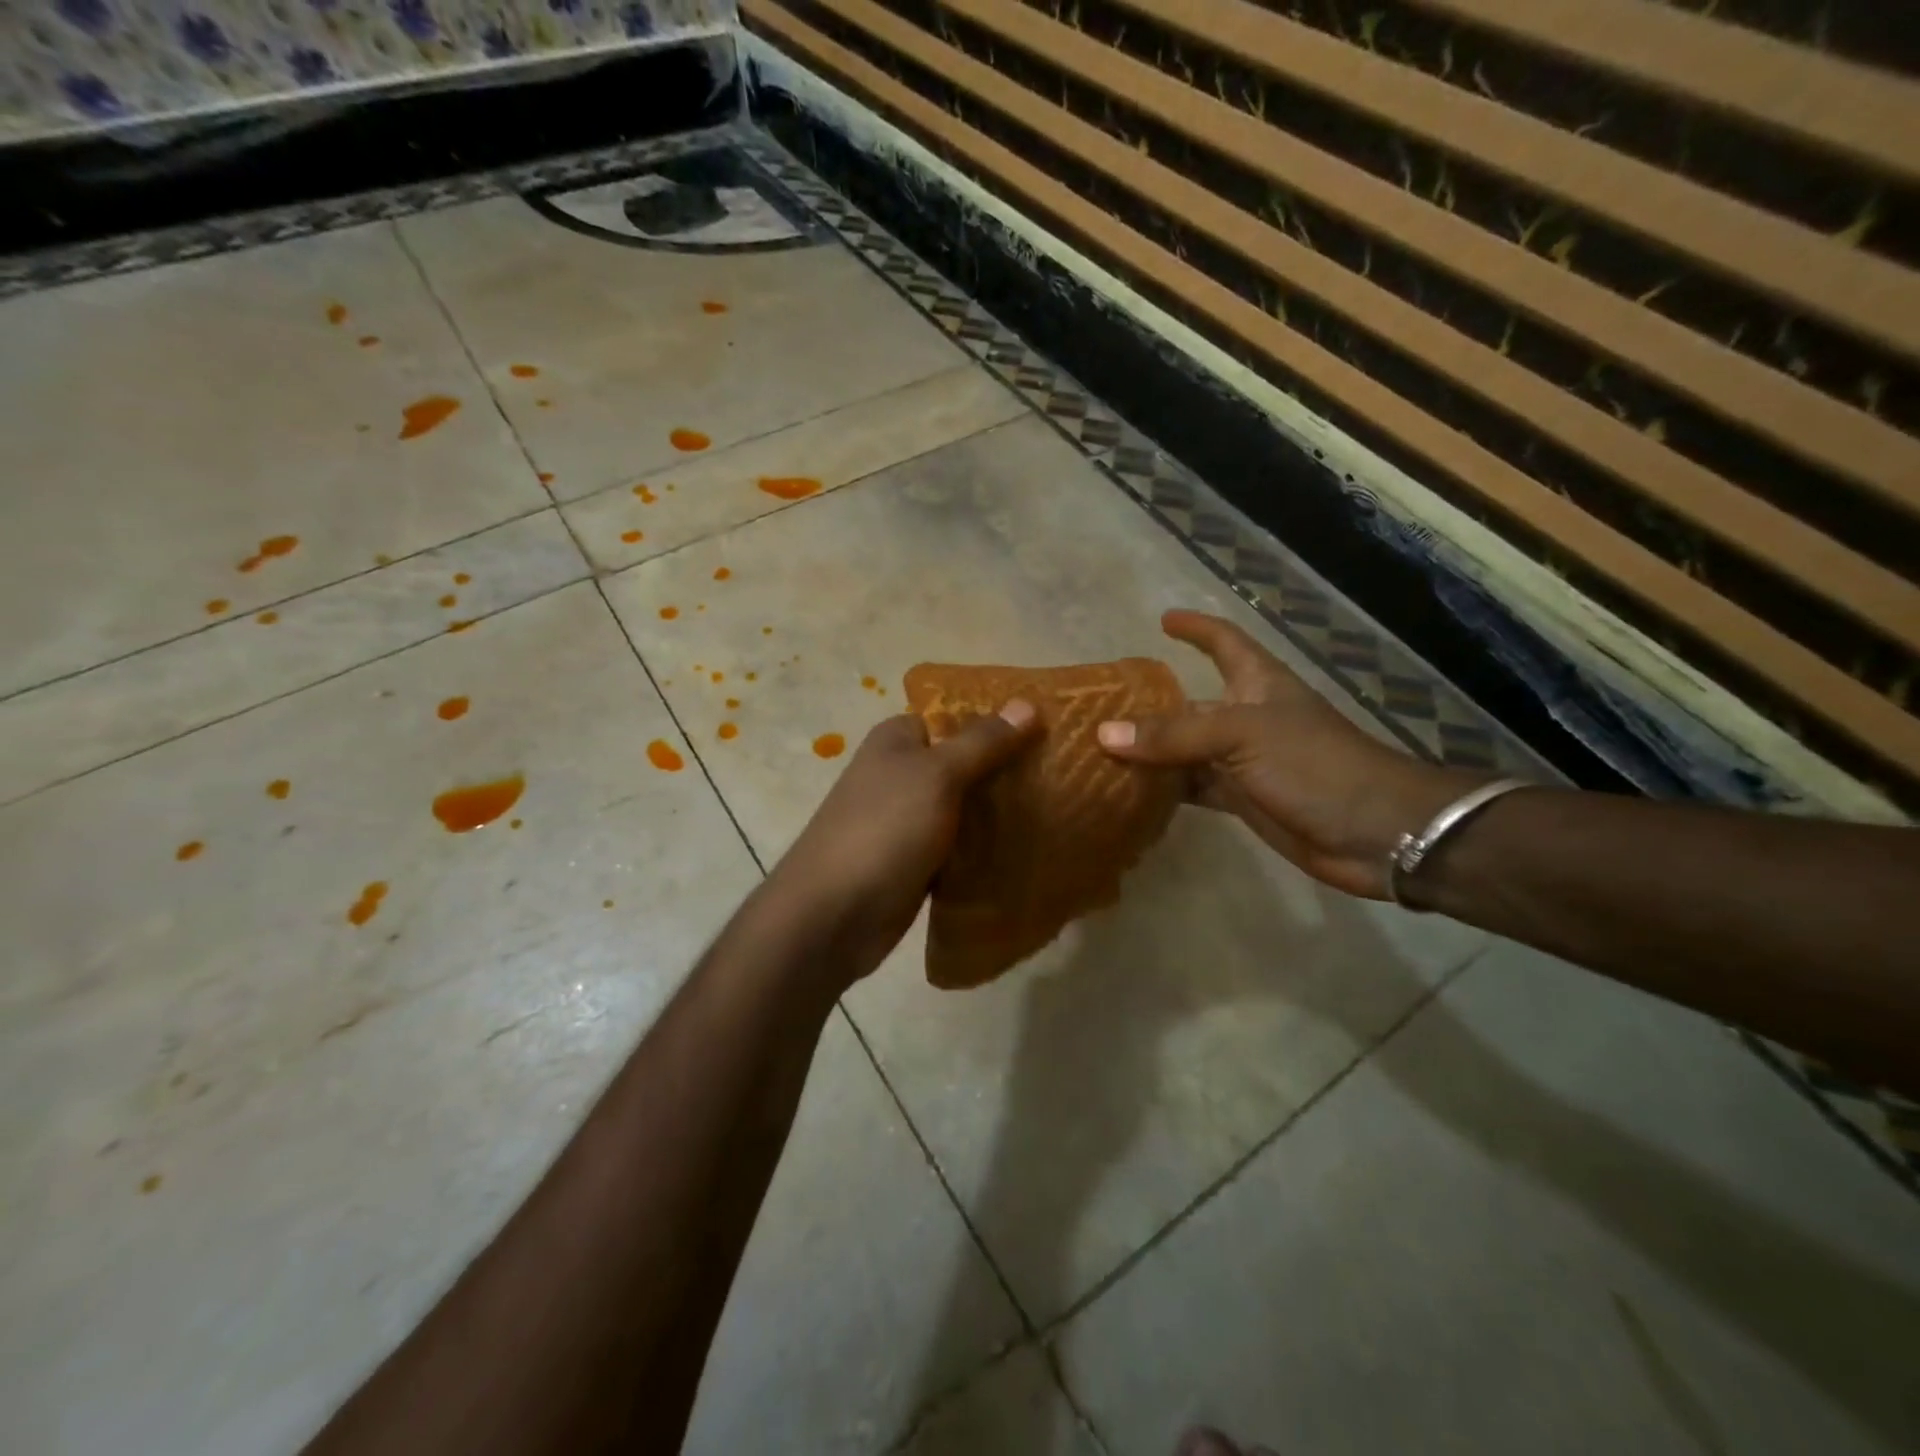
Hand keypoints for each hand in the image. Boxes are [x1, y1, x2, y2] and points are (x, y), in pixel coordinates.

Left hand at [767, 701, 1039, 983]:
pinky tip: (1028, 849)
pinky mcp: (917, 860)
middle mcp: (901, 773)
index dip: (1000, 721)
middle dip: (1009, 769)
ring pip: (967, 807)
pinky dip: (986, 848)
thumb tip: (1028, 704)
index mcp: (898, 740)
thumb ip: (983, 742)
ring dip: (1002, 812)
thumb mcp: (937, 775)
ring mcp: (908, 819)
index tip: (1050, 730)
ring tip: (1061, 810)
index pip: (957, 716)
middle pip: (966, 762)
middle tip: (1065, 774)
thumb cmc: (884, 830)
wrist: (833, 915)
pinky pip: (961, 845)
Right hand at [1097, 609, 1494, 898]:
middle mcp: (1248, 718)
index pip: (1225, 641)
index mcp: (1258, 684)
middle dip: (1152, 704)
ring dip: (1151, 751)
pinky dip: (1165, 789)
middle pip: (1192, 703)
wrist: (1375, 832)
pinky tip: (1131, 792)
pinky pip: (1193, 788)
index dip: (1197, 628)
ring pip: (1186, 750)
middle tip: (1102, 706)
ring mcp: (1244, 762)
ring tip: (1101, 750)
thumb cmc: (1315, 765)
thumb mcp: (1242, 736)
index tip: (1164, 620)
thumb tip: (1104, 733)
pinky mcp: (1243, 800)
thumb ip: (1175, 735)